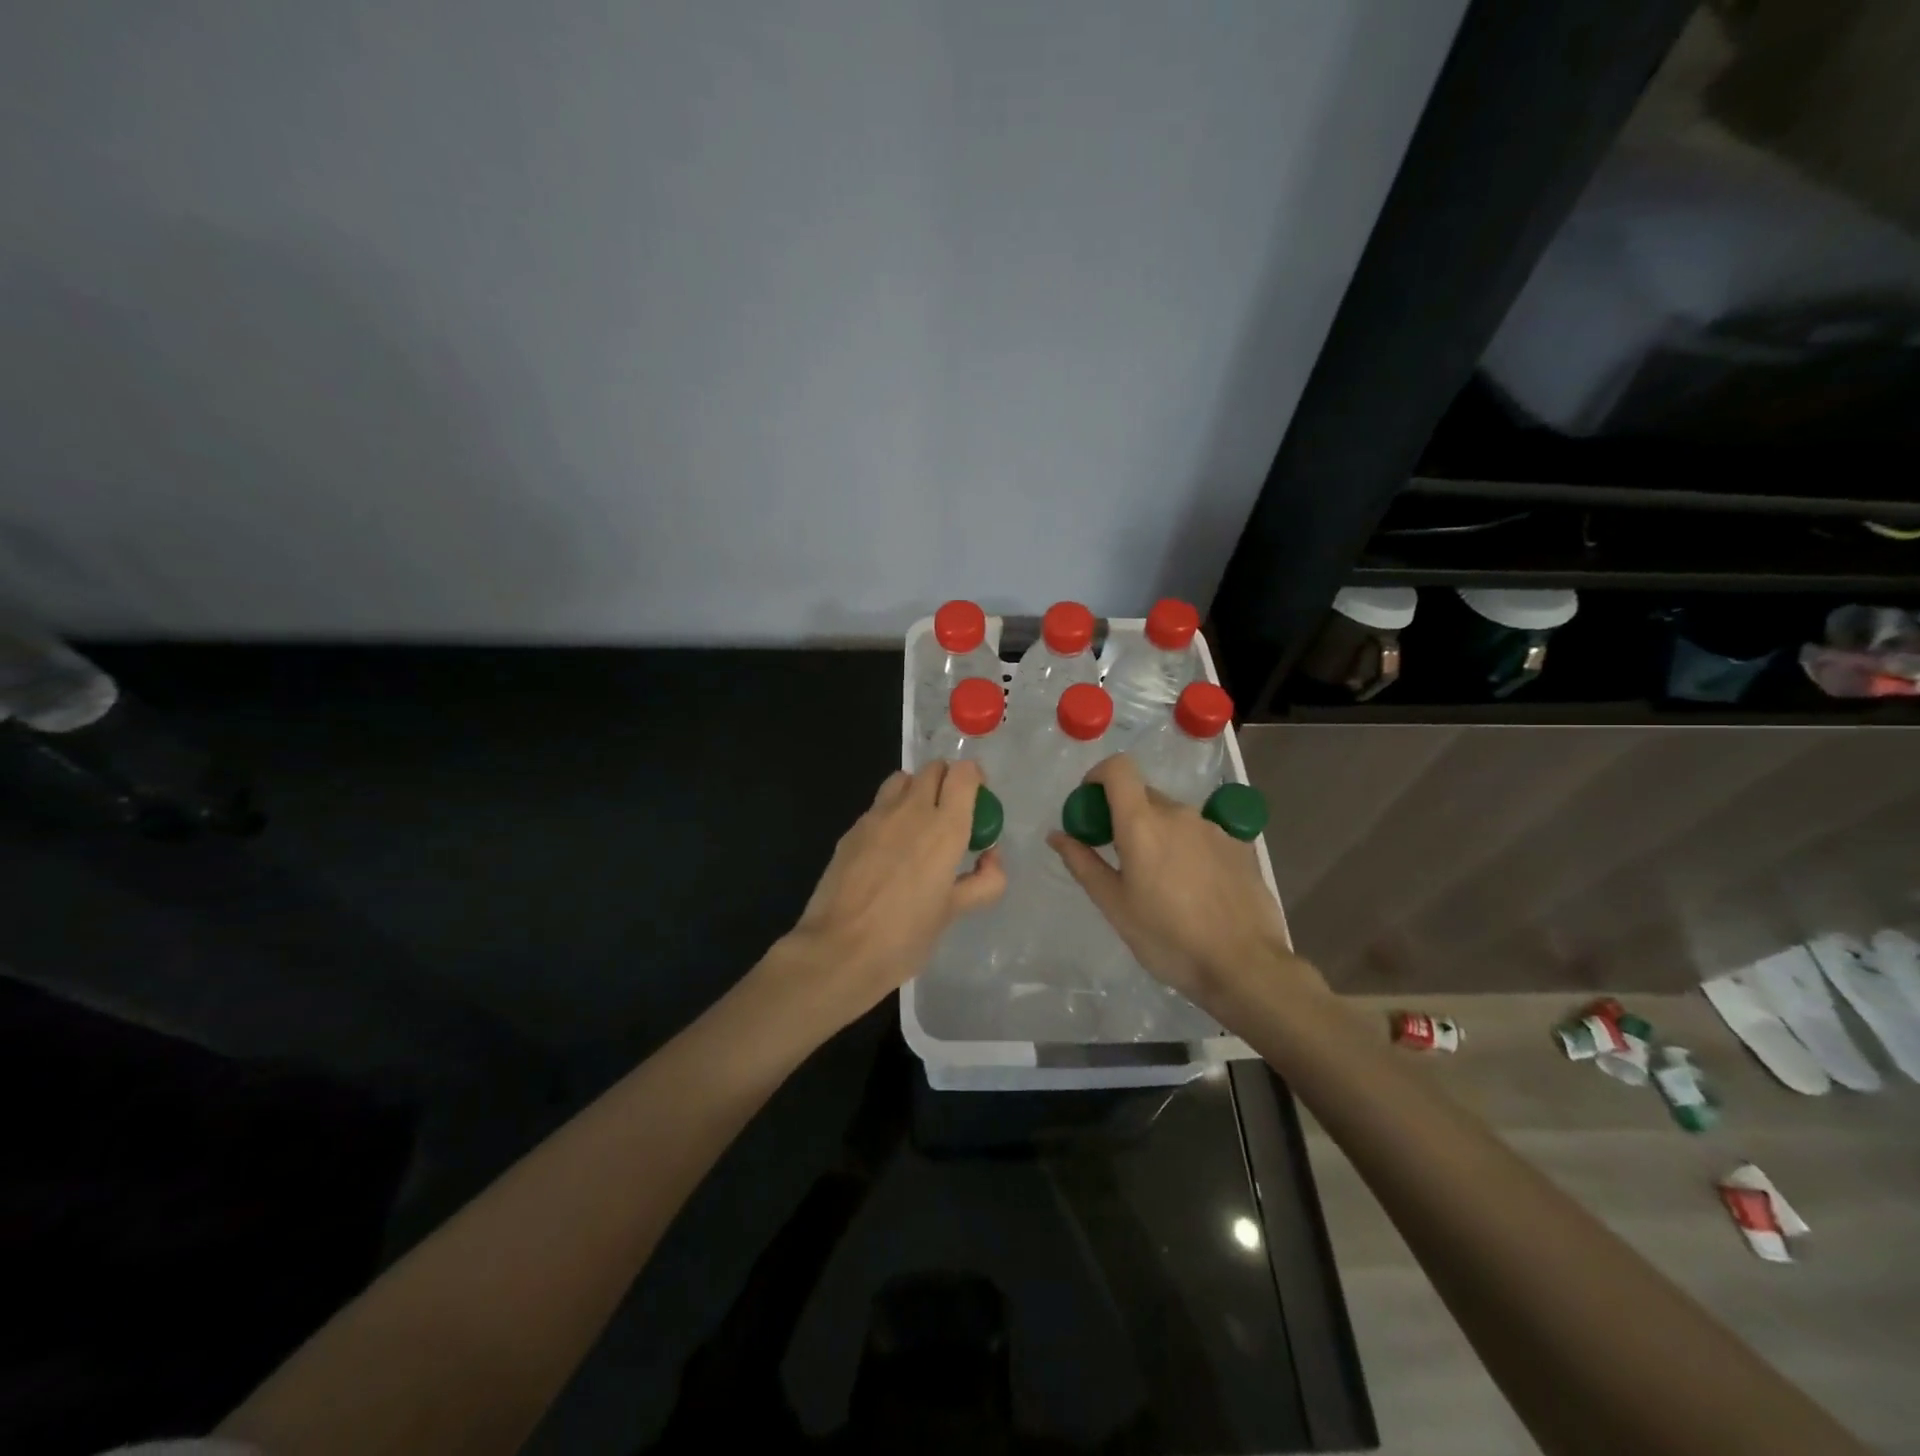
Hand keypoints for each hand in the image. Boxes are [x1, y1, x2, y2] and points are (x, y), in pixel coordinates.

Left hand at [787, 759, 1005, 1019]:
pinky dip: (891, 814)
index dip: (975, 779)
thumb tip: (990, 857)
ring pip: (902, 780)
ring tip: (918, 826)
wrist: (838, 950)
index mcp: (945, 828)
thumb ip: (983, 881)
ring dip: (916, 791)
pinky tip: (888, 851)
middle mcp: (911, 810)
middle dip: (947, 781)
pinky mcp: (851, 830)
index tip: (978, 801)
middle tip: (951, 814)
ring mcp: (876, 816)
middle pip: (933, 769)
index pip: (964, 773)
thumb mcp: (954, 912)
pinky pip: (878, 806)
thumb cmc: (905, 936)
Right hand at [1046, 754, 1316, 1011]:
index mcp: (1142, 823)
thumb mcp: (1115, 905)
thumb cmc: (1168, 938)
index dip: (1098, 776)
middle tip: (1118, 856)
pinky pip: (1200, 834)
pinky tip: (1193, 888)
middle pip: (1143, 795)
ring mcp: (1212, 827)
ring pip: (1173, 816)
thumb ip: (1083, 863)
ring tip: (1159, 881)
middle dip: (1124, 815)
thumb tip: (1057, 835)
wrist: (1244, 965)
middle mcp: (1179, 813)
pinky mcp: (1238, 845)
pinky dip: (1186, 848)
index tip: (1090, 805)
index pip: (1118, 768)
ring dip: (1157, 834)